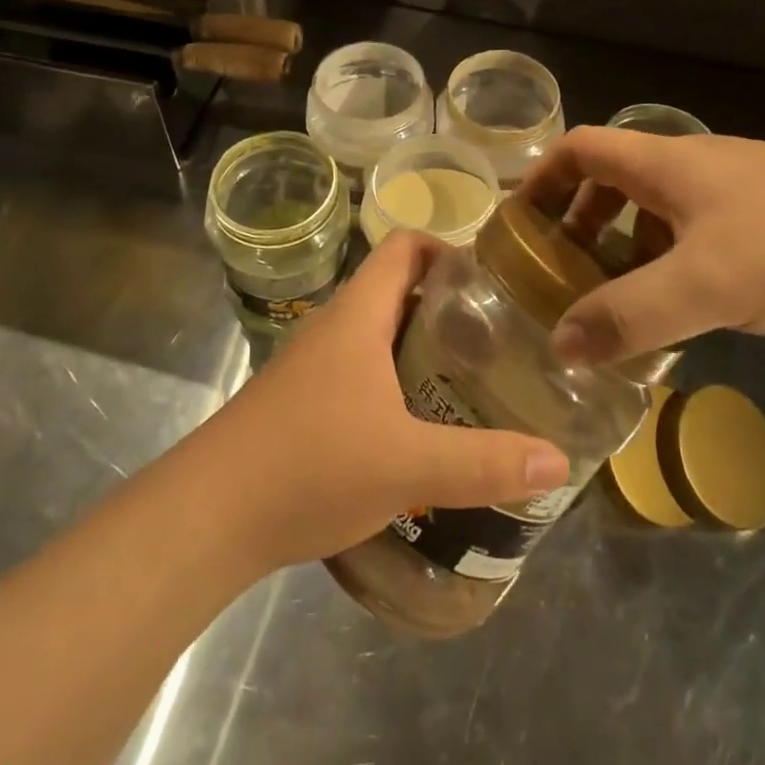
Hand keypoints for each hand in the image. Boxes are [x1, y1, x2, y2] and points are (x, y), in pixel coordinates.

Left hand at [204, 232, 570, 570]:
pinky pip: (358, 371)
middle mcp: (333, 327)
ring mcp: (311, 365)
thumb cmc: (309, 466)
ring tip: (469, 381)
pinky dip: (393, 381)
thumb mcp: (409, 466)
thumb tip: (557, 458)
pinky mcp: (299, 401)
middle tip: (497, 338)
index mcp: (358, 315)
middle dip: (447, 306)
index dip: (448, 249)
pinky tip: (416, 427)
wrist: (206, 517)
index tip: (492, 281)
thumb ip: (485, 462)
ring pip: (376, 334)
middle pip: (397, 290)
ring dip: (419, 347)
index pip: (404, 247)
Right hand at [522, 127, 764, 365]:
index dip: (542, 179)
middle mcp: (691, 168)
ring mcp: (730, 194)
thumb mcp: (704, 283)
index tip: (520, 224)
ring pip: (653, 212)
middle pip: (612, 180)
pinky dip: (665, 264)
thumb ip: (628, 316)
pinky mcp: (762, 223)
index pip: (581, 149)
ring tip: (613, 299)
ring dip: (622, 247)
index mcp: (665, 163)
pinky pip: (690, 236)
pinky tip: (677, 308)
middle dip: (578, 221)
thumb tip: (559, 345)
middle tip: (561, 270)